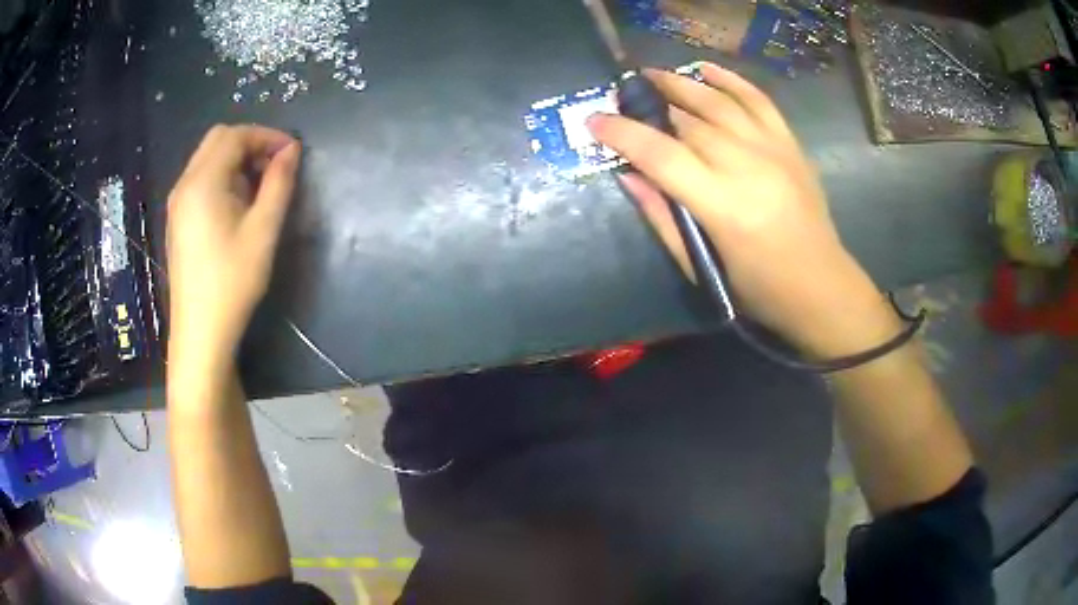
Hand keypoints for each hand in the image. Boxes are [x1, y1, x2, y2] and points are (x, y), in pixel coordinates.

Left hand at [166, 125, 300, 384]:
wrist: (200, 331)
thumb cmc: (233, 281)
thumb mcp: (263, 231)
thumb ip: (279, 183)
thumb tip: (291, 151)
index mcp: (203, 181)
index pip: (235, 135)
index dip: (267, 136)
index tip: (292, 153)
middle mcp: (185, 184)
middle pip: (218, 140)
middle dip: (250, 143)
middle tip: (275, 166)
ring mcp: (177, 202)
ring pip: (208, 159)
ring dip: (237, 159)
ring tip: (260, 186)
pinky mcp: (178, 220)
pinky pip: (201, 180)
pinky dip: (223, 176)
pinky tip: (238, 203)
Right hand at [588, 63, 897, 356]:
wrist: (820, 286)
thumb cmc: (758, 289)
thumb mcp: (702, 266)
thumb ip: (663, 217)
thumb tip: (628, 175)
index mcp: (722, 206)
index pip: (662, 155)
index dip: (624, 134)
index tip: (595, 121)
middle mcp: (747, 167)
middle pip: (688, 122)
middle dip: (650, 105)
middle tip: (623, 99)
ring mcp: (772, 150)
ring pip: (719, 103)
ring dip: (682, 84)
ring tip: (652, 75)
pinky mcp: (790, 144)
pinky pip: (758, 100)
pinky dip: (731, 80)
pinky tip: (706, 68)